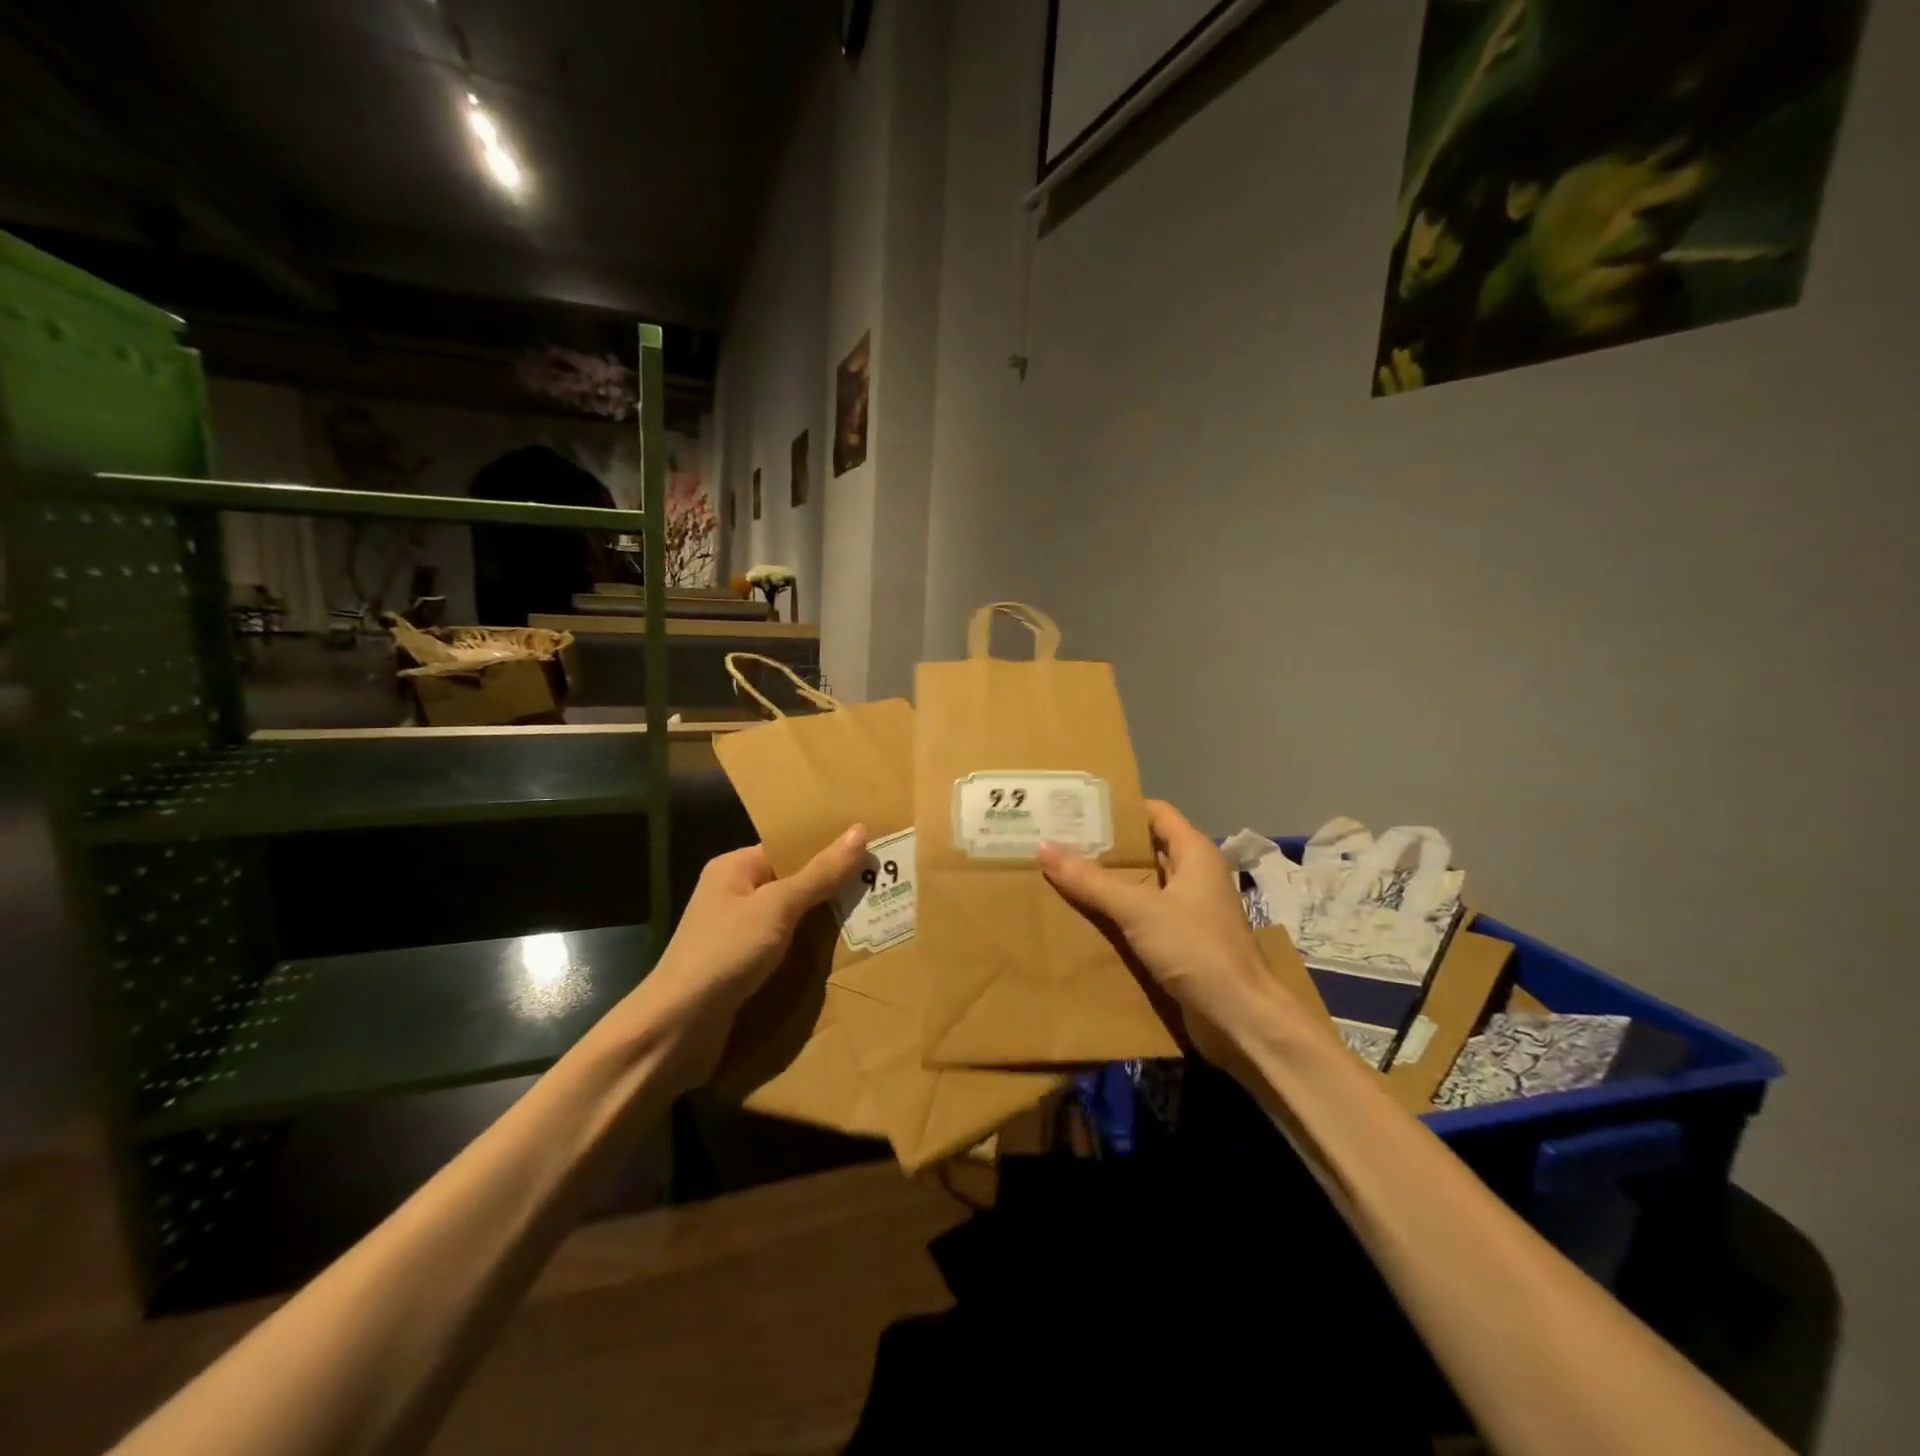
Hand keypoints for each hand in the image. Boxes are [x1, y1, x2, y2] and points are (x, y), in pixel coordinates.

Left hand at [625, 826, 868, 1073]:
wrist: (678, 1029)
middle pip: (794, 884)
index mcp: (734, 869)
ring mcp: (737, 935)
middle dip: (833, 889)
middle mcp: (733, 896)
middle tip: (883, 886)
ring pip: (793, 921)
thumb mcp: (778, 907)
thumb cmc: (725, 953)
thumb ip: (820, 873)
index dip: (828, 849)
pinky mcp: (743, 970)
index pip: (789, 849)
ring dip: (825, 924)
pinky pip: (786, 951)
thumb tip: (859, 829)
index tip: (872, 851)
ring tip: (876, 917)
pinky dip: (810, 953)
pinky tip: (844, 956)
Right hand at [1038, 801, 1294, 1062]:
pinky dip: (1118, 914)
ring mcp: (1190, 911)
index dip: (1120, 808)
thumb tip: (1044, 847)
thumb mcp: (1138, 909)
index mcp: (1194, 854)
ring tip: (1062, 875)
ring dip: (1109, 883)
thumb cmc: (1196, 949)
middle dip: (1106, 847)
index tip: (1078, 808)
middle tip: (1060, 841)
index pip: (1155, 813)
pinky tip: (1085, 918)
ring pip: (1143, 886)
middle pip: (1146, 849)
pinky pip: (1144, 917)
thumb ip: (1091, 880)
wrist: (1240, 1019)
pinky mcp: (1183, 942)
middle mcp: (1194, 876)